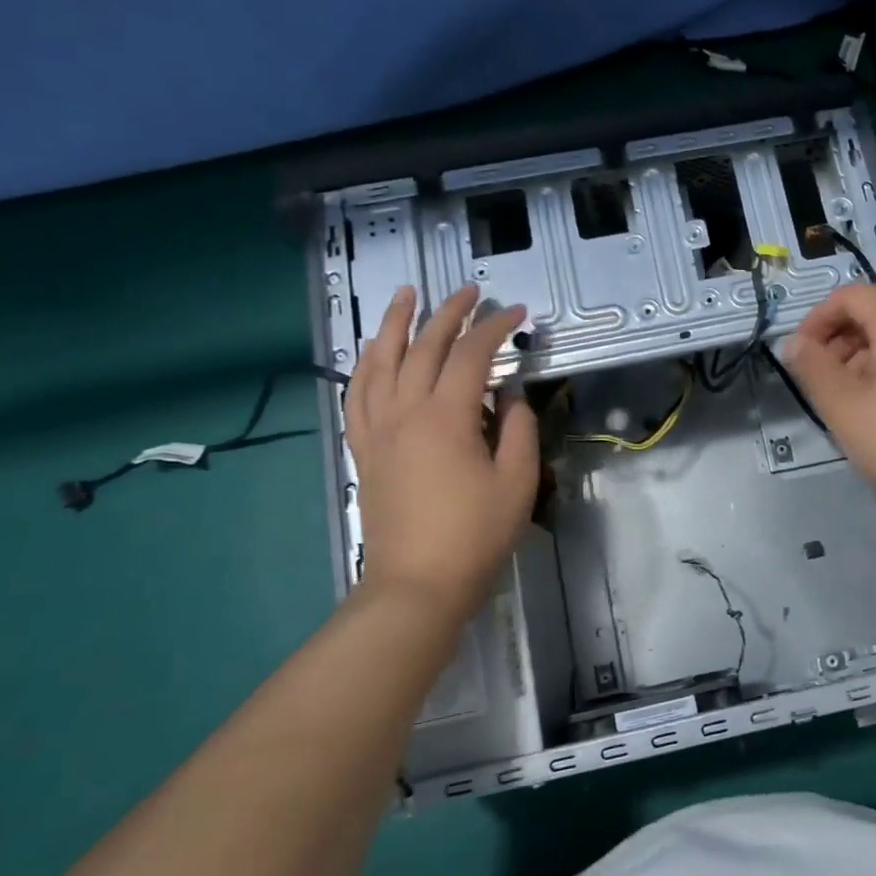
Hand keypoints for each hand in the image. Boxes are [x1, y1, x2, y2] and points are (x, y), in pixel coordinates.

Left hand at [344, 285, 538, 624]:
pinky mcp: (364, 449)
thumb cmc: (475, 535)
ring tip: (406, 295)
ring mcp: (378, 429)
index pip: (471, 355)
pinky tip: (373, 351)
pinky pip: (358, 394)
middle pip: (424, 348)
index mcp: (446, 417)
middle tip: (470, 292)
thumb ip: (518, 429)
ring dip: (395, 324)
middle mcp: (405, 412)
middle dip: (448, 313)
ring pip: (380, 362)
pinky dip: (365, 365)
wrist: (417, 584)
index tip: (517, 313)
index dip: (495, 328)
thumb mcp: (516, 481)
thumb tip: (510, 393)